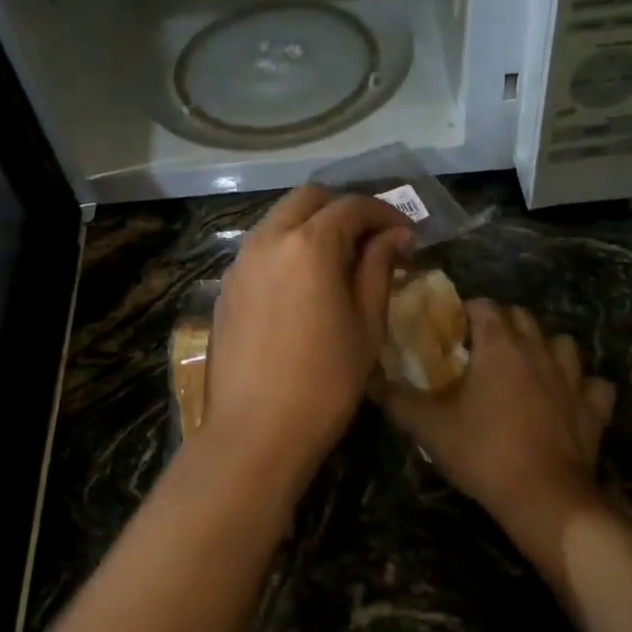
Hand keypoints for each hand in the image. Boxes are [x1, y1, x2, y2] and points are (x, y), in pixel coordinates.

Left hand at [205, 186, 413, 490]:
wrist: (256, 432)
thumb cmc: (325, 381)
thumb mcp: (366, 324)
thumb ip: (378, 268)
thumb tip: (394, 235)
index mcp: (308, 244)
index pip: (351, 207)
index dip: (384, 213)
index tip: (405, 235)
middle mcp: (268, 239)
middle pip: (308, 199)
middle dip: (343, 208)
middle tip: (371, 238)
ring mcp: (240, 262)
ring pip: (279, 219)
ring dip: (311, 225)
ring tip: (339, 259)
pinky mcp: (226, 286)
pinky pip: (260, 248)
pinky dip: (286, 248)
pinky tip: (303, 282)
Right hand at [384, 300, 616, 546]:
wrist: (545, 499)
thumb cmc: (484, 452)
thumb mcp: (430, 427)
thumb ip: (397, 399)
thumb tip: (367, 379)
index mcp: (499, 345)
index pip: (484, 305)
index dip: (466, 311)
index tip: (451, 330)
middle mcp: (538, 350)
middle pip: (522, 316)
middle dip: (502, 323)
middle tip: (481, 348)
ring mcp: (572, 378)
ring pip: (563, 343)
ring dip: (546, 348)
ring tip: (527, 367)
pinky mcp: (594, 408)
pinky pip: (594, 385)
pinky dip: (583, 387)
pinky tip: (568, 399)